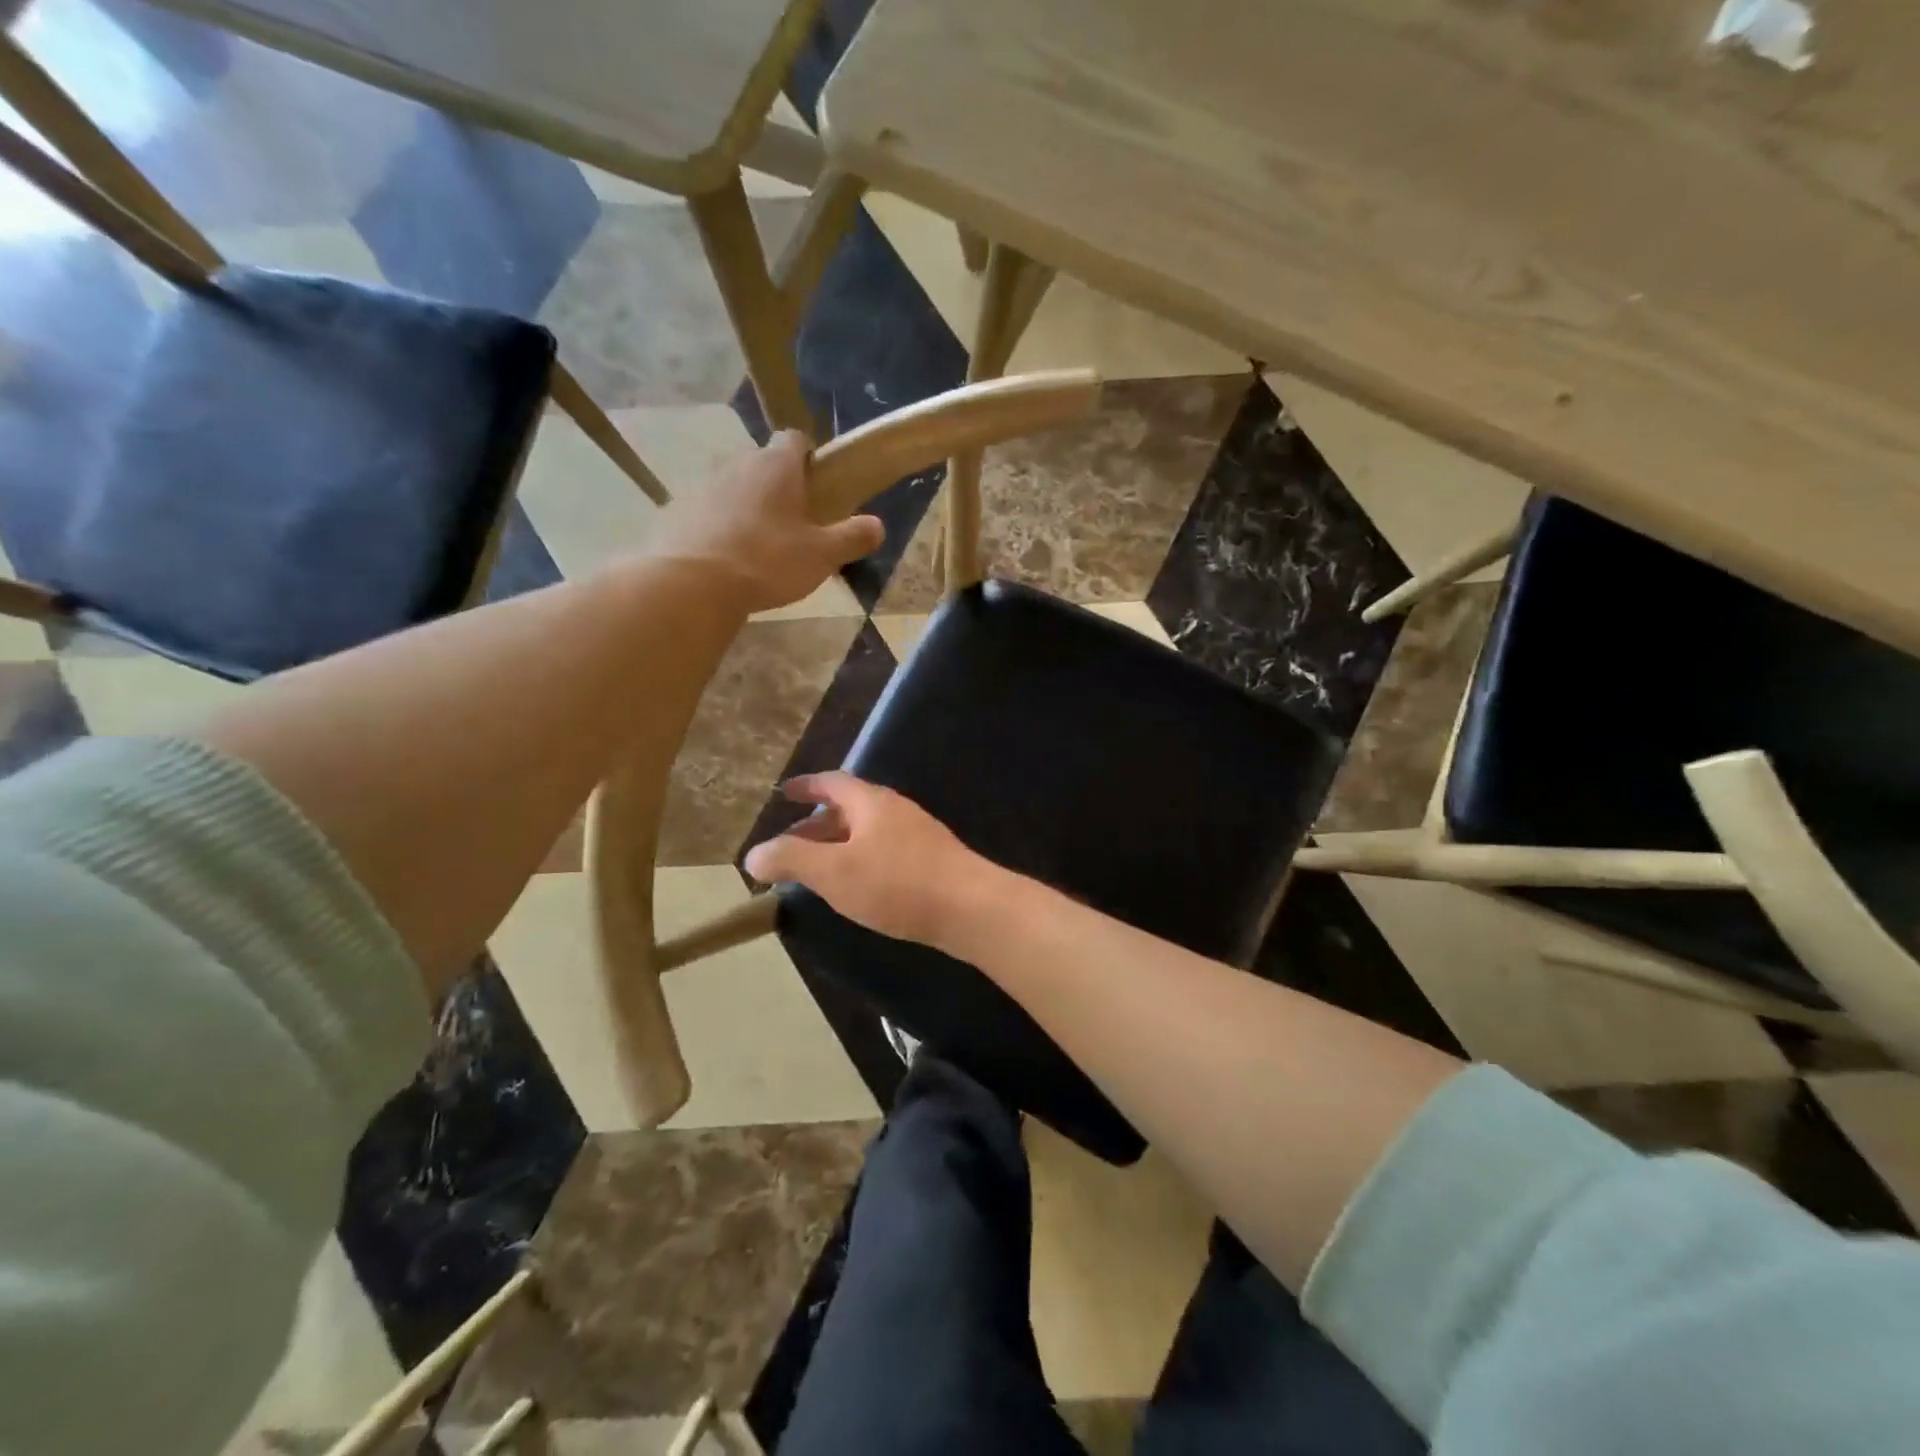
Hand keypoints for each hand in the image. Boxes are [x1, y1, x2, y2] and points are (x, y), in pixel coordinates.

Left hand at [650, 431, 883, 613]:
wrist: (693, 584)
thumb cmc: (768, 561)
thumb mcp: (822, 555)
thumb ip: (852, 537)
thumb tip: (877, 526)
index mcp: (776, 466)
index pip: (795, 439)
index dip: (810, 457)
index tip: (820, 485)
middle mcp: (738, 464)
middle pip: (765, 465)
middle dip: (781, 488)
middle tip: (798, 525)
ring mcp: (705, 486)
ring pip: (737, 489)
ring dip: (751, 508)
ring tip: (763, 547)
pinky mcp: (680, 512)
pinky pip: (711, 513)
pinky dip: (723, 527)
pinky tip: (730, 560)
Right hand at [743, 772, 994, 948]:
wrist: (969, 907)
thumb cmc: (896, 883)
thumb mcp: (833, 872)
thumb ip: (791, 860)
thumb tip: (753, 854)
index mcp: (871, 802)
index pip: (831, 782)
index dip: (805, 786)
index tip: (784, 792)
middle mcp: (895, 810)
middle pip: (849, 808)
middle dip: (816, 824)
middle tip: (790, 846)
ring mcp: (917, 834)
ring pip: (867, 832)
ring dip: (838, 845)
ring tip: (817, 871)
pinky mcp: (931, 861)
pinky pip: (885, 851)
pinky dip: (860, 860)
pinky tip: (857, 887)